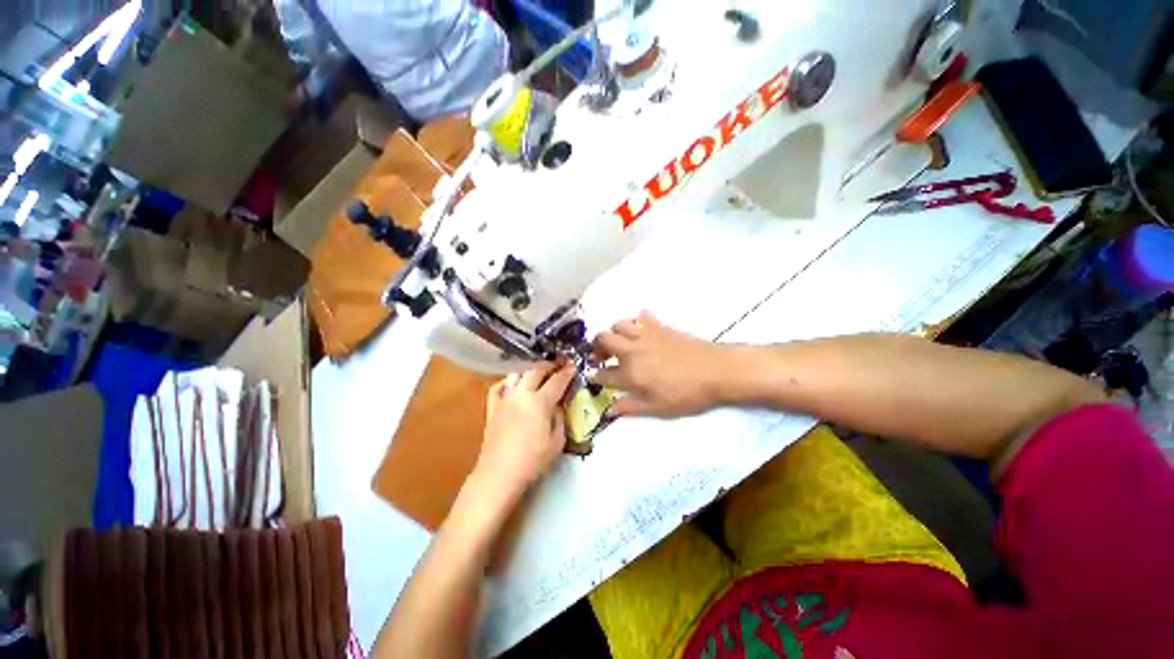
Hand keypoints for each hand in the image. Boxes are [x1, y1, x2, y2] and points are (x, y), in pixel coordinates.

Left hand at [473, 362, 576, 502]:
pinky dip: (508, 381)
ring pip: (517, 374)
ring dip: (530, 370)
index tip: (573, 367)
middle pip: (536, 371)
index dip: (567, 372)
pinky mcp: (492, 408)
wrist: (499, 475)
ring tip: (539, 372)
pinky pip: (498, 387)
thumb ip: (560, 418)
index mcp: (539, 402)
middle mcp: (522, 395)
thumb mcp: (557, 442)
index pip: (557, 381)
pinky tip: (513, 384)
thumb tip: (557, 406)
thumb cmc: (532, 461)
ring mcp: (505, 399)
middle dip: (549, 365)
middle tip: (559, 364)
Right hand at [591, 312, 731, 417]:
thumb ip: (631, 407)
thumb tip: (609, 411)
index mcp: (630, 374)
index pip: (603, 374)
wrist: (716, 370)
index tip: (593, 376)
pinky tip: (642, 329)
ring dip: (614, 332)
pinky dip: (637, 320)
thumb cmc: (687, 394)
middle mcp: (632, 351)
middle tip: (602, 355)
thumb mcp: (658, 408)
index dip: (595, 376)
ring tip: (621, 342)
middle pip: (603, 340)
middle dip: (597, 347)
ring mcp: (645, 335)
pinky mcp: (660, 326)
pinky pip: (642, 316)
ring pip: (618, 324)